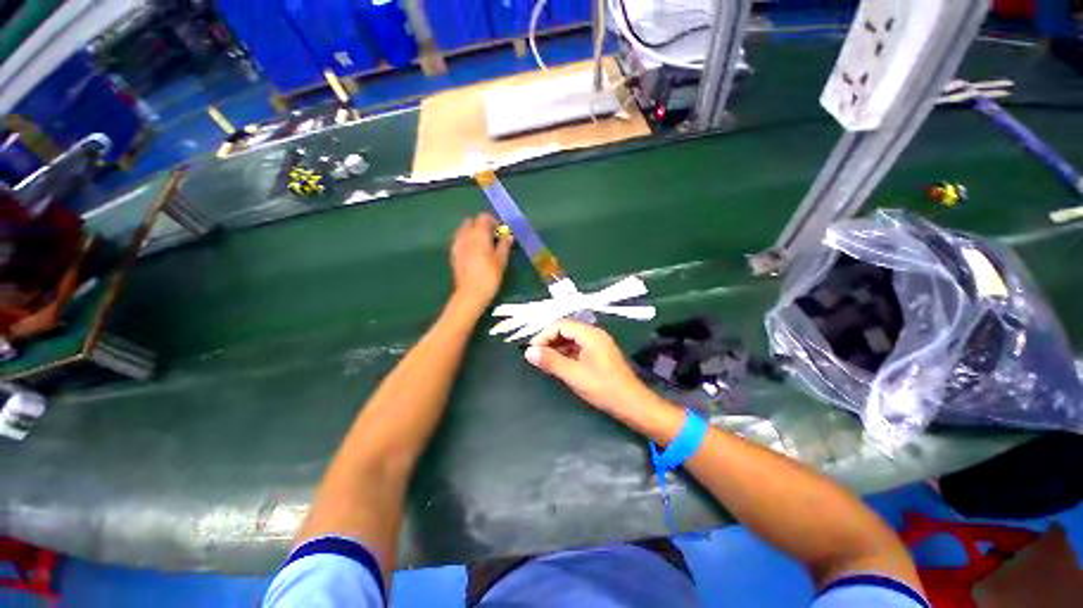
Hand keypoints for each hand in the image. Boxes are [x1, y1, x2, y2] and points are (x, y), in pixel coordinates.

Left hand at [450, 213, 512, 310]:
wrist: (471, 293)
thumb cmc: (489, 276)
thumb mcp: (501, 260)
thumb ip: (504, 245)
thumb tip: (508, 236)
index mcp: (478, 234)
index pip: (483, 217)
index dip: (493, 221)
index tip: (500, 231)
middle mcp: (465, 236)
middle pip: (470, 222)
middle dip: (481, 225)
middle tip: (492, 237)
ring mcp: (457, 245)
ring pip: (463, 231)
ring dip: (472, 233)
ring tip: (483, 245)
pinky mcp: (453, 255)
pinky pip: (459, 241)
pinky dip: (466, 242)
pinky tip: (474, 254)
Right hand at [524, 320, 652, 416]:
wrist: (632, 404)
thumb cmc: (603, 388)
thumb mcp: (573, 375)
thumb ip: (551, 361)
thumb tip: (529, 352)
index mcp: (590, 334)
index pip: (561, 325)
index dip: (544, 335)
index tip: (532, 350)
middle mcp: (595, 334)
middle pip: (566, 329)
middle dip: (549, 340)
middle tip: (536, 355)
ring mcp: (598, 344)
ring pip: (572, 339)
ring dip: (557, 347)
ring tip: (545, 361)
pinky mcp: (599, 354)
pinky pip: (578, 347)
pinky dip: (566, 353)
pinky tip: (559, 364)